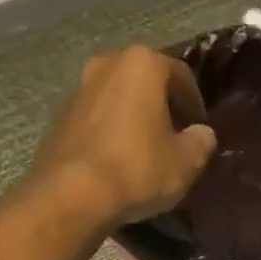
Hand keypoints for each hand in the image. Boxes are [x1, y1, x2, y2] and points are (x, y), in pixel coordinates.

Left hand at [33, 47, 216, 225]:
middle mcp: (106, 65)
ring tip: (146, 147)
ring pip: (117, 97)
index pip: (180, 75)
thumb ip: (201, 142)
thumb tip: (202, 134)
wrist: (73, 195)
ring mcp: (78, 89)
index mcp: (142, 65)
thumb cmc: (138, 168)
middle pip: (144, 81)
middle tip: (174, 133)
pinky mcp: (59, 117)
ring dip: (133, 116)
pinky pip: (96, 118)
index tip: (199, 127)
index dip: (195, 102)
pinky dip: (111, 131)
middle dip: (161, 104)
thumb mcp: (186, 162)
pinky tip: (119, 158)